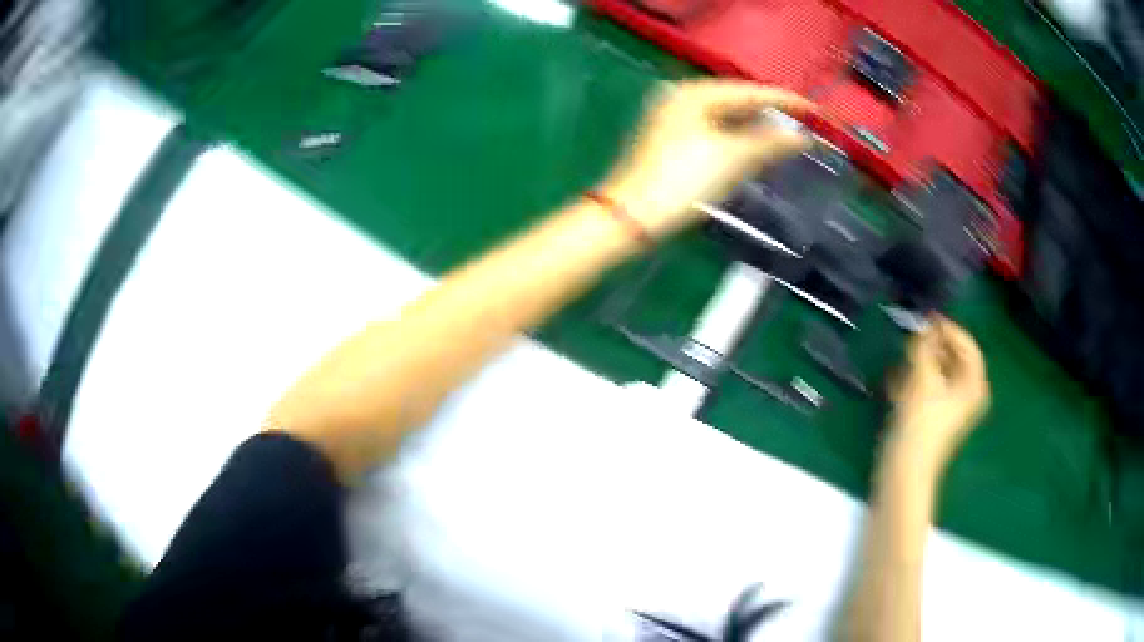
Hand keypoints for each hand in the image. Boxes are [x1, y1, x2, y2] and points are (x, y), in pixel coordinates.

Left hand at [602, 79, 814, 238]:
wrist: (633, 216)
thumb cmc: (683, 180)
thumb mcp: (732, 157)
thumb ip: (770, 142)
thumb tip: (804, 136)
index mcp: (695, 93)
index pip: (751, 91)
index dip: (787, 101)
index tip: (818, 112)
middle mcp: (683, 98)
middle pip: (739, 101)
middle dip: (774, 115)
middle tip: (807, 126)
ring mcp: (676, 119)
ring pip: (728, 118)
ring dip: (758, 128)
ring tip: (790, 138)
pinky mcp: (674, 141)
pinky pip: (717, 132)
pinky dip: (740, 139)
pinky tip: (758, 148)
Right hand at [887, 317, 989, 472]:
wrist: (903, 471)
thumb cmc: (920, 424)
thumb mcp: (923, 378)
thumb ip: (924, 346)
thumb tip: (923, 325)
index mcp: (973, 384)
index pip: (967, 344)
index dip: (948, 328)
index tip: (925, 318)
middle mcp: (967, 393)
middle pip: (953, 357)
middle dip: (932, 346)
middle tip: (913, 337)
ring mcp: (950, 407)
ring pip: (938, 372)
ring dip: (921, 362)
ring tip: (903, 357)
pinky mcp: (933, 417)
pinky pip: (928, 388)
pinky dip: (914, 380)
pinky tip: (896, 379)